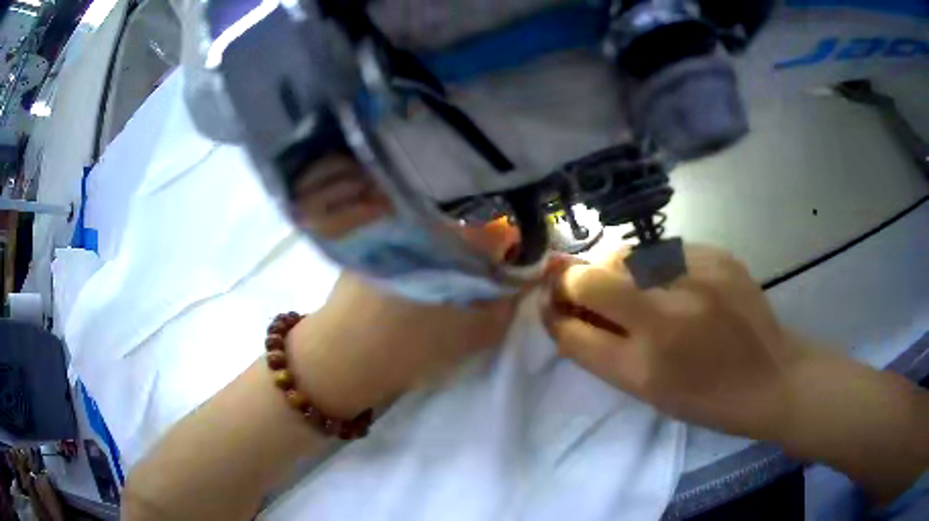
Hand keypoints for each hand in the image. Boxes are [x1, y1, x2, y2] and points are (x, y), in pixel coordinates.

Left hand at [287, 219, 524, 419]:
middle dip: (480, 255)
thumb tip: (533, 270)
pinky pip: (412, 238)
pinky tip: (408, 281)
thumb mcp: (479, 332)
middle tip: (470, 288)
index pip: (505, 232)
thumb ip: (513, 298)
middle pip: (471, 230)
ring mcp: (397, 225)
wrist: (346, 357)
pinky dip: (421, 254)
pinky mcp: (373, 238)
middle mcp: (429, 222)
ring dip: (449, 254)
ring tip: (436, 286)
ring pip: (441, 234)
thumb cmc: (416, 349)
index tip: (504, 279)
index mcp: (460, 242)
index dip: (511, 256)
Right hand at [545, 245, 801, 438]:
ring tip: (632, 284)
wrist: (771, 377)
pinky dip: (654, 263)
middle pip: (592, 277)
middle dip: (575, 279)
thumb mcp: (647, 391)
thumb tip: (566, 308)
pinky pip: (665, 249)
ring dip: (614, 267)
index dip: (551, 309)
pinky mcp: (718, 255)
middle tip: (582, 286)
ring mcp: (696, 277)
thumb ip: (602, 349)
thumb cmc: (706, 398)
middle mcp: (667, 315)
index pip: (571, 327)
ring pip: (627, 253)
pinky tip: (673, 281)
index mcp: (645, 366)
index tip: (550, 300)